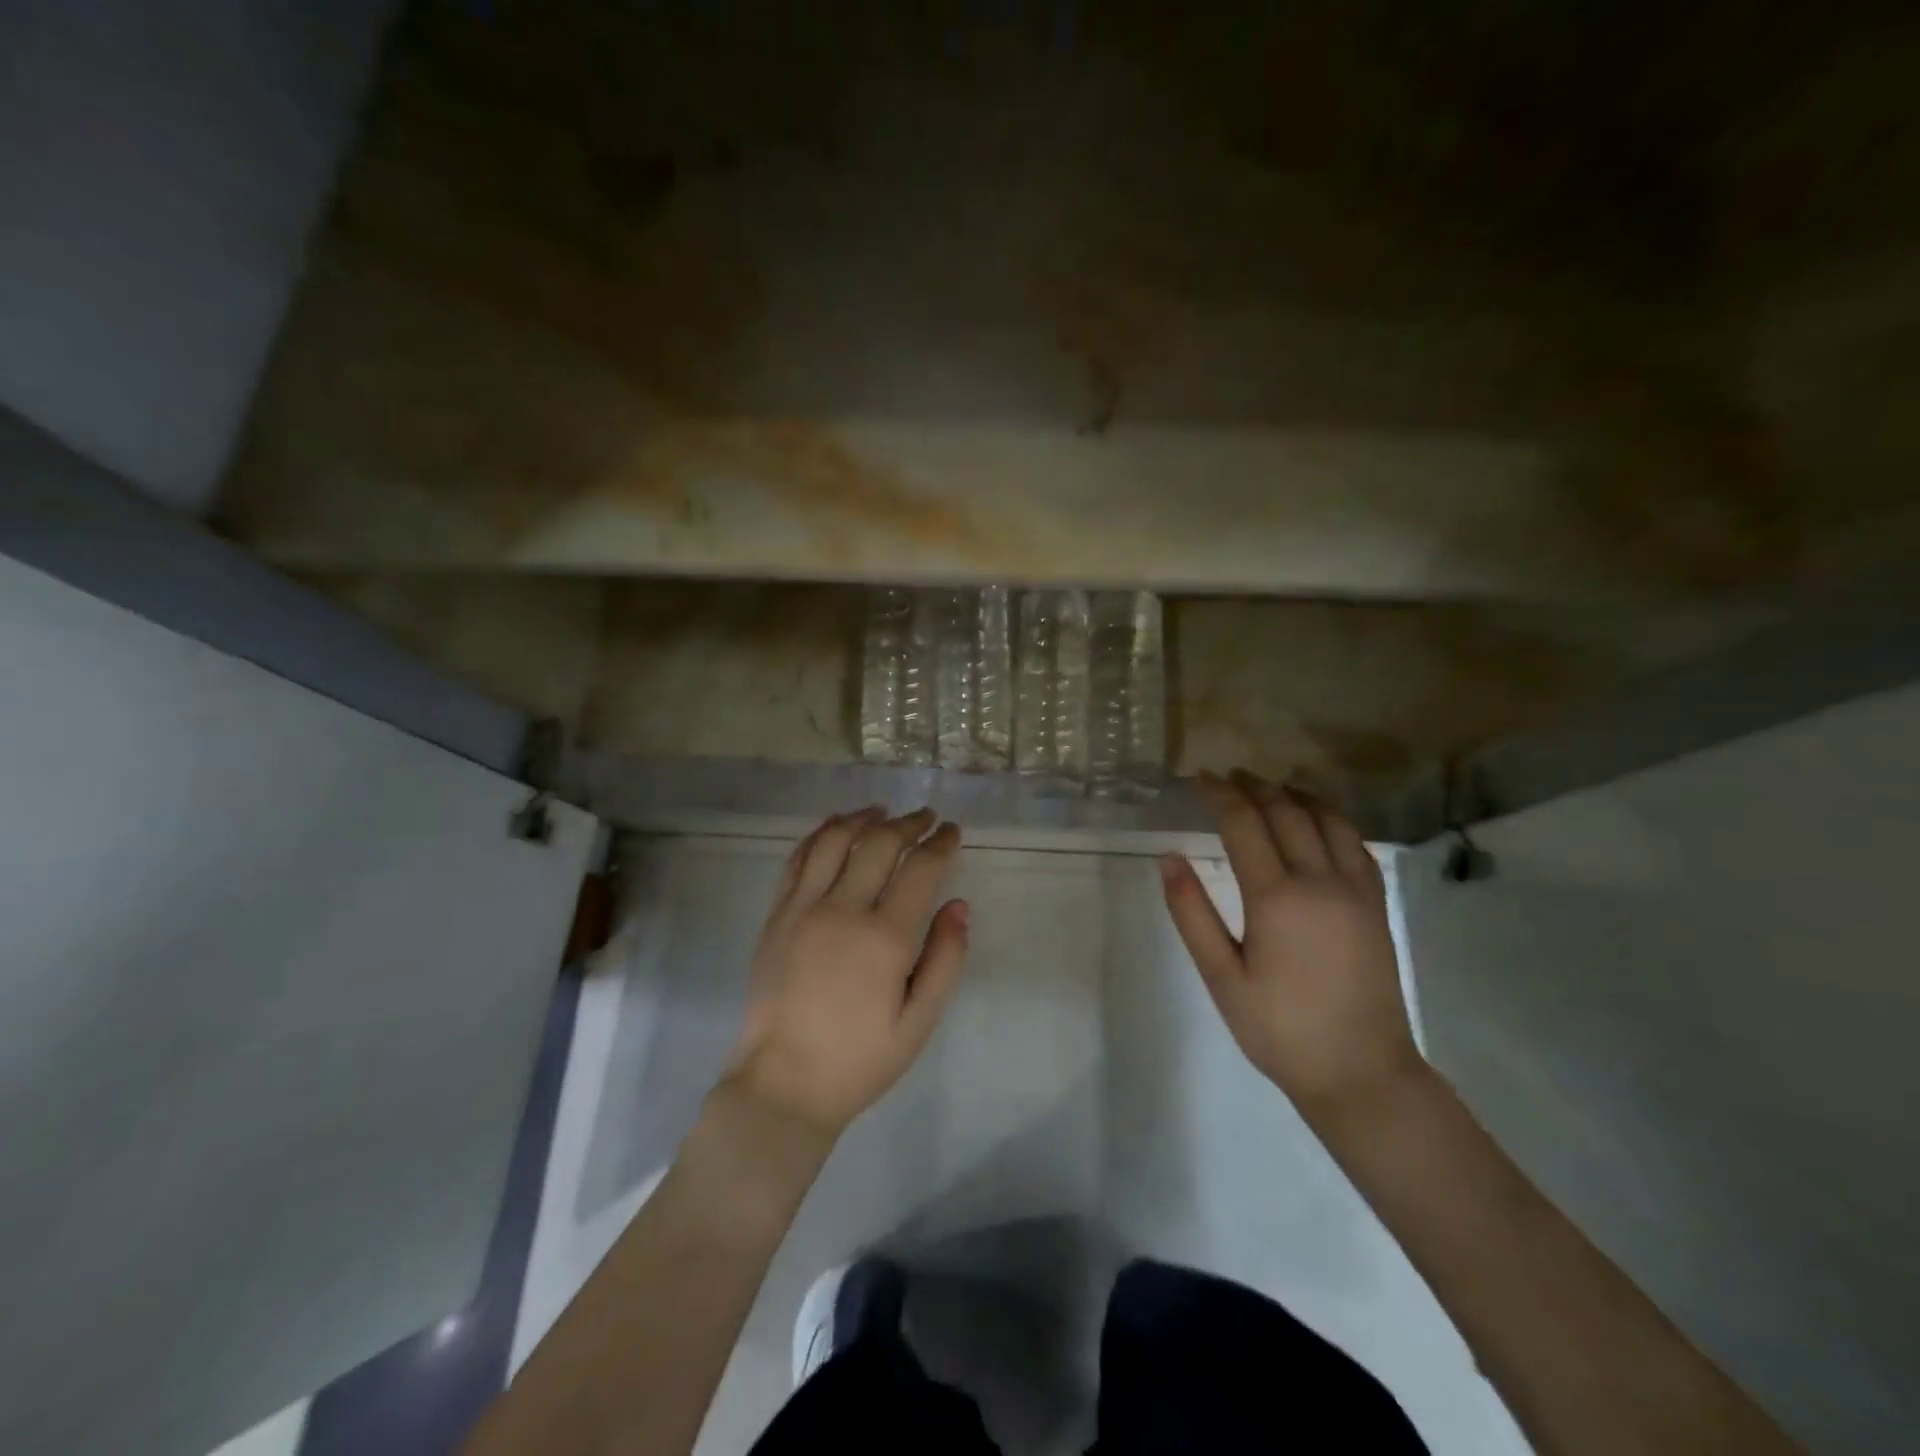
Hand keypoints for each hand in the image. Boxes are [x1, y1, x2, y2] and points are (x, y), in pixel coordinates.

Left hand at [724, 807, 969, 1138]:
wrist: (782, 1084)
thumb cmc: (859, 1060)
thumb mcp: (919, 1023)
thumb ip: (945, 960)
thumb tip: (959, 906)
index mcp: (885, 938)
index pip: (920, 868)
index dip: (940, 842)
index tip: (952, 830)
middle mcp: (843, 910)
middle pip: (879, 844)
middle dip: (908, 823)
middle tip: (926, 816)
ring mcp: (804, 908)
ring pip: (836, 840)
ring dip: (863, 818)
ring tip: (882, 812)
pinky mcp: (777, 915)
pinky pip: (798, 859)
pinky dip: (820, 834)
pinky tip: (835, 827)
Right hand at [1160, 770, 1423, 1115]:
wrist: (1361, 1072)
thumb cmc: (1279, 1029)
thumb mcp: (1221, 977)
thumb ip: (1192, 913)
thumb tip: (1169, 858)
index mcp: (1276, 897)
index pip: (1243, 823)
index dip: (1219, 793)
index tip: (1198, 778)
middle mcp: (1319, 881)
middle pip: (1285, 811)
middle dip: (1253, 786)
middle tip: (1227, 776)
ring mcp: (1355, 890)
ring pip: (1326, 819)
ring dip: (1294, 795)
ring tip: (1269, 787)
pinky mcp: (1376, 904)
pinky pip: (1355, 843)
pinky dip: (1331, 818)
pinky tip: (1317, 820)